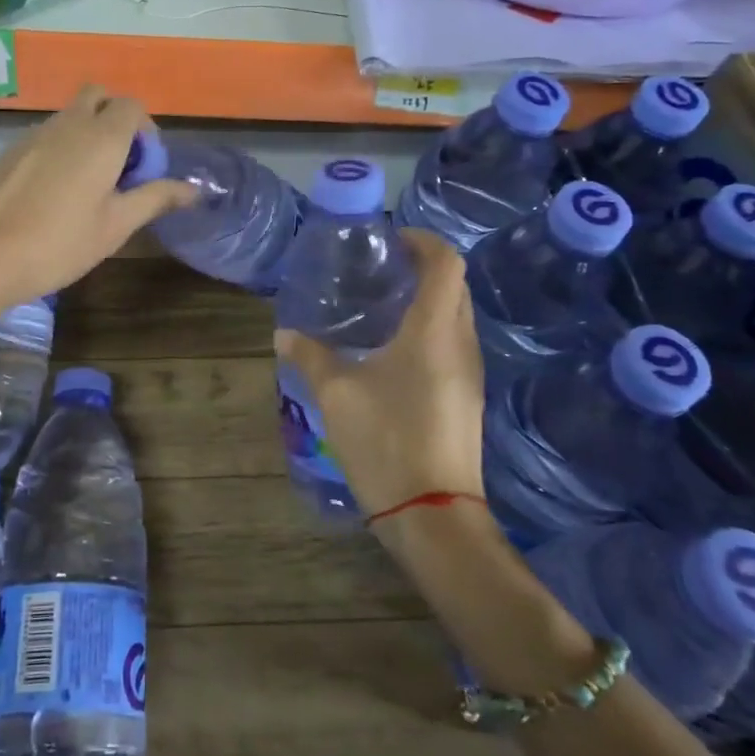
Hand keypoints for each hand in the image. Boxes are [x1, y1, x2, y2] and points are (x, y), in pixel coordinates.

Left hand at [0, 86, 197, 308]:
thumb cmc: (59, 243)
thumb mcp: (116, 225)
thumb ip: (155, 198)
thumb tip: (193, 189)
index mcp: (101, 137)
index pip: (131, 106)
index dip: (145, 131)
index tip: (144, 167)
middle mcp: (68, 123)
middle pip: (97, 96)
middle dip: (114, 118)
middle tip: (118, 164)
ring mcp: (33, 134)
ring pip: (69, 115)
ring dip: (86, 134)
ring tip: (86, 184)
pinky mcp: (9, 150)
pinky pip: (45, 135)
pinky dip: (59, 147)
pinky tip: (52, 192)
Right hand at [274, 229, 485, 518]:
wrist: (433, 515)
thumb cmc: (386, 440)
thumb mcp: (337, 393)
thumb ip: (310, 356)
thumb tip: (284, 334)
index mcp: (435, 330)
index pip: (446, 263)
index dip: (422, 240)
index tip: (389, 239)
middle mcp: (461, 343)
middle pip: (455, 285)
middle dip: (423, 267)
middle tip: (379, 269)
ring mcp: (470, 373)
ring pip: (457, 316)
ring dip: (427, 300)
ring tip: (381, 305)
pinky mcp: (467, 397)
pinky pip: (453, 344)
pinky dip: (429, 330)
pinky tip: (392, 350)